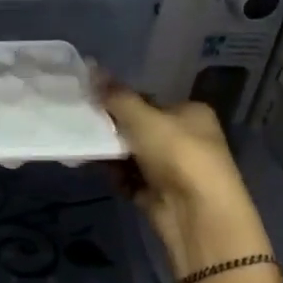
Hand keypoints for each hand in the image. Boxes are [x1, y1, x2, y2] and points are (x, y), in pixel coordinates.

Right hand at [104, 87, 270, 277]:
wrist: (197, 214)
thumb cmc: (177, 154)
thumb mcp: (144, 118)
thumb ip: (116, 96)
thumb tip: (91, 67)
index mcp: (191, 113)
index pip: (149, 100)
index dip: (121, 101)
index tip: (92, 103)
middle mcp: (186, 138)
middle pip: (139, 127)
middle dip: (113, 129)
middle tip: (85, 126)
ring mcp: (173, 168)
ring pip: (132, 154)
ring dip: (111, 153)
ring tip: (86, 148)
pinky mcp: (160, 193)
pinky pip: (131, 179)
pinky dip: (116, 176)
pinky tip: (99, 171)